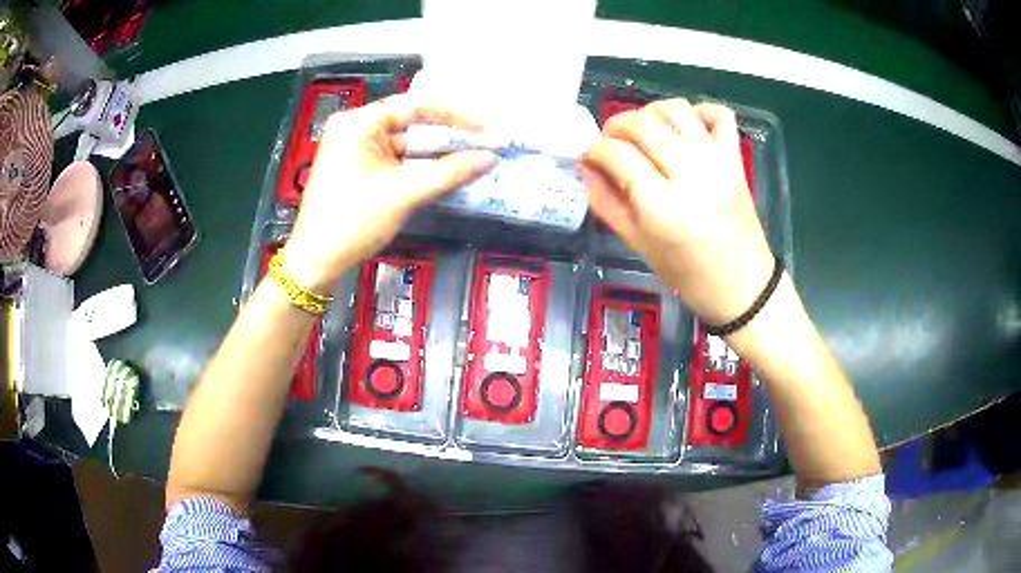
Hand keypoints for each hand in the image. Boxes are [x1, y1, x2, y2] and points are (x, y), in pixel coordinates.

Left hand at [283, 95, 496, 293]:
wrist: (316, 262)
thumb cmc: (354, 220)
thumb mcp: (405, 193)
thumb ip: (450, 172)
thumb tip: (491, 157)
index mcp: (359, 122)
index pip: (414, 106)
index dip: (453, 116)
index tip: (484, 129)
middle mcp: (355, 129)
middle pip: (409, 125)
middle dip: (445, 138)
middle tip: (483, 147)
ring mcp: (353, 150)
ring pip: (403, 146)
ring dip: (434, 156)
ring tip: (471, 162)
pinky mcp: (355, 170)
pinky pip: (393, 162)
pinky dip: (417, 169)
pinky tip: (444, 175)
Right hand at [579, 99, 774, 324]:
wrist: (742, 286)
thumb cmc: (688, 275)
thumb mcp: (639, 245)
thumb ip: (607, 203)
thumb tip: (586, 167)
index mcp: (662, 207)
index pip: (617, 155)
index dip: (594, 150)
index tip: (587, 156)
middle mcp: (690, 175)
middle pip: (643, 124)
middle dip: (616, 125)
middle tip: (610, 142)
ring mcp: (717, 162)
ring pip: (677, 110)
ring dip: (651, 111)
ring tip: (643, 130)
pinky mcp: (735, 159)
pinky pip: (719, 115)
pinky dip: (699, 111)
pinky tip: (685, 127)